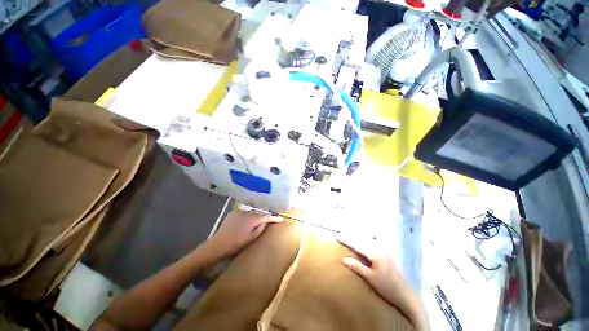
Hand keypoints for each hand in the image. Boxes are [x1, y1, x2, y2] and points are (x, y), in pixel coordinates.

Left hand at [205, 211, 281, 258]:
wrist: (217, 245)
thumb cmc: (235, 244)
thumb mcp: (251, 239)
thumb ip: (260, 228)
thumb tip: (266, 222)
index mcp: (252, 219)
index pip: (266, 216)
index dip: (274, 218)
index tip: (281, 219)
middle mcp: (247, 212)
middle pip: (259, 213)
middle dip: (265, 217)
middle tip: (270, 221)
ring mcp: (239, 212)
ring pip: (252, 213)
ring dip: (257, 216)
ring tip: (259, 222)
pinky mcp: (233, 213)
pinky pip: (245, 213)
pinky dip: (249, 217)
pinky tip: (247, 222)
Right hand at [337, 236, 404, 302]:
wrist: (406, 296)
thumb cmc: (387, 287)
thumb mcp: (370, 278)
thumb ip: (357, 266)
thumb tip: (343, 259)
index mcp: (374, 253)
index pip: (357, 244)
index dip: (346, 240)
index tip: (337, 236)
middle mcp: (379, 250)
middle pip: (362, 241)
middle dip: (351, 238)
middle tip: (340, 235)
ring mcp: (383, 253)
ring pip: (366, 243)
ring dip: (357, 240)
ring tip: (348, 238)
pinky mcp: (385, 257)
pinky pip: (371, 246)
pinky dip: (363, 244)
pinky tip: (361, 246)